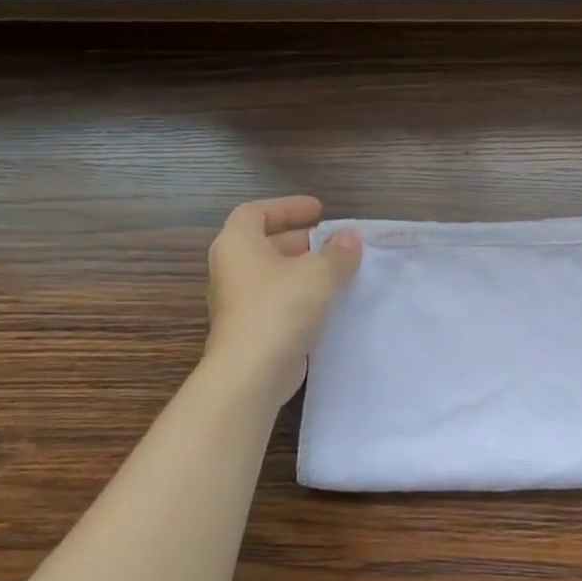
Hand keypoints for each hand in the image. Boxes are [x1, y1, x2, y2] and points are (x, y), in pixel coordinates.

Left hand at [204, 196, 360, 402]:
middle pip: (266, 244)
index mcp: (238, 244)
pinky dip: (301, 296)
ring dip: (304, 270)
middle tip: (333, 242)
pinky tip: (329, 303)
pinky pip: (277, 302)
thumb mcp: (319, 273)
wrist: (251, 373)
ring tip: (338, 271)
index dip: (287, 207)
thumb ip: (338, 253)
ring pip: (274, 276)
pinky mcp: (250, 330)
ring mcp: (238, 303)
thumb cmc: (280, 308)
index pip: (256, 212)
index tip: (318, 210)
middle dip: (302, 240)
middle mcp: (232, 269)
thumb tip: (350, 239)